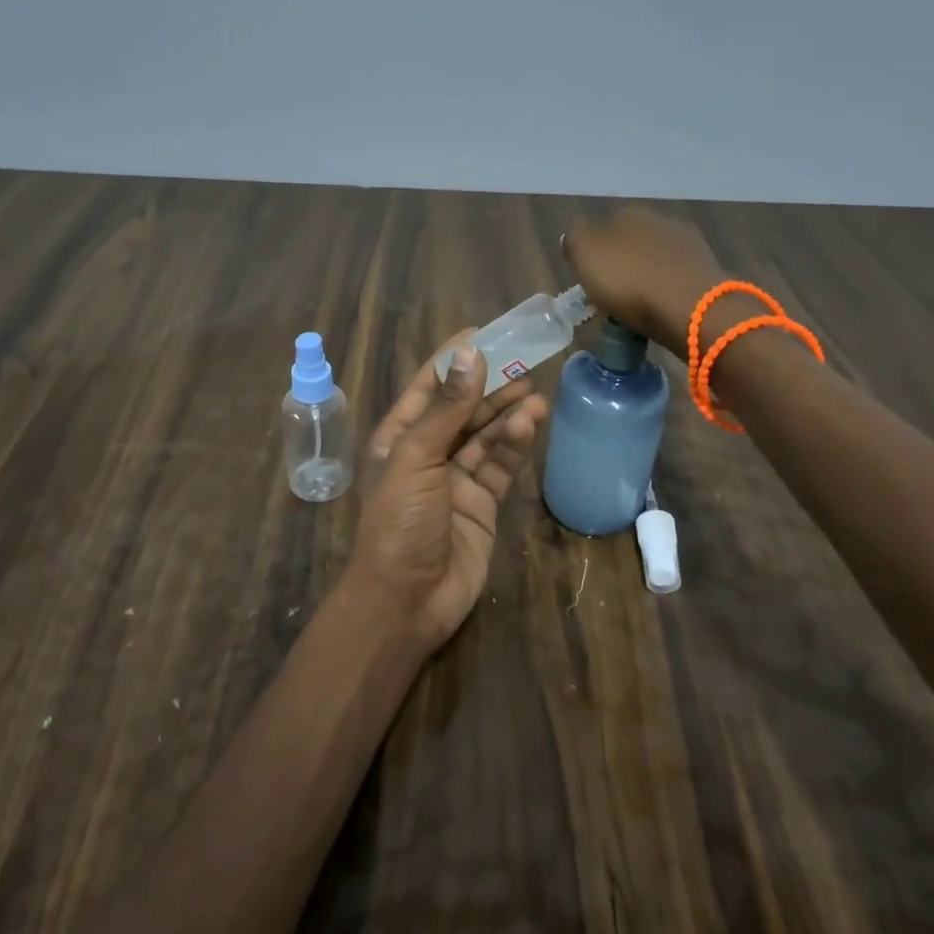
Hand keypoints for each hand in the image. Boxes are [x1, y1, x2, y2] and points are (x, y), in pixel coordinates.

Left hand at [345, 331, 549, 649]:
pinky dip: (515, 444)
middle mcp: (427, 454)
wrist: (407, 600)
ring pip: (486, 435)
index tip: (483, 333)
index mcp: (398, 438)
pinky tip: (531, 423)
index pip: (428, 387)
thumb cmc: (399, 523)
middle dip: (490, 385)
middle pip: (463, 409)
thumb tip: (470, 355)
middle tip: (525, 360)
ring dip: (508, 413)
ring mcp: (455, 480)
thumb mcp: (416, 459)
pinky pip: (499, 465)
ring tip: (535, 392)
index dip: (453, 359)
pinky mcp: (482, 503)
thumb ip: (447, 410)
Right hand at [562, 207, 732, 353]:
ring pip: (657, 259)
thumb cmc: (629, 280)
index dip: (594, 254)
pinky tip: (663, 308)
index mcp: (626, 212)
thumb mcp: (584, 254)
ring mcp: (688, 242)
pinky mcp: (708, 269)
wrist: (689, 306)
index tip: (590, 281)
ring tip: (639, 306)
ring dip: (647, 276)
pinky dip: (668, 290)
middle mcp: (660, 219)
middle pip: (632, 242)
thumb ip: (575, 239)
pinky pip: (676, 278)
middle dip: (623, 264)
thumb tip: (576, 237)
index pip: (602, 228)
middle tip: (613, 295)